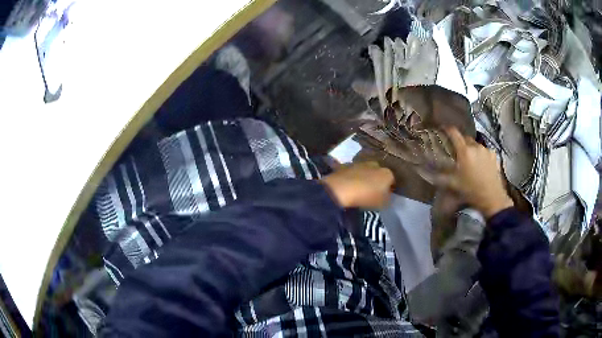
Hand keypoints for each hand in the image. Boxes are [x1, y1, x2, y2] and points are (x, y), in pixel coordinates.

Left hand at [321, 162, 394, 208]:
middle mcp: (376, 165)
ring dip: (363, 177)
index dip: (389, 189)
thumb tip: (386, 195)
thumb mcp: (382, 203)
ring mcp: (360, 163)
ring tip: (358, 189)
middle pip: (378, 174)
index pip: (392, 181)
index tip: (384, 197)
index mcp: (387, 173)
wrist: (341, 189)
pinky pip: (352, 172)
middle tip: (371, 192)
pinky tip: (348, 186)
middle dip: (376, 181)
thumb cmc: (366, 197)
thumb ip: (387, 198)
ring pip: (365, 171)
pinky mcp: (346, 165)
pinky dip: (352, 177)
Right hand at [434, 128, 513, 217]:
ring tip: (470, 160)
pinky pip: (484, 150)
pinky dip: (480, 154)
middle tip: (456, 151)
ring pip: (475, 144)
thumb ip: (439, 177)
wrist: (492, 198)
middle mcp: (476, 146)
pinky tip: (480, 164)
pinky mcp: (494, 155)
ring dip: (471, 149)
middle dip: (460, 142)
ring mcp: (486, 150)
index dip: (447, 129)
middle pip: (465, 138)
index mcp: (465, 151)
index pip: (454, 133)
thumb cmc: (471, 191)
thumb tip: (424, 172)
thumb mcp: (453, 185)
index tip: (442, 129)